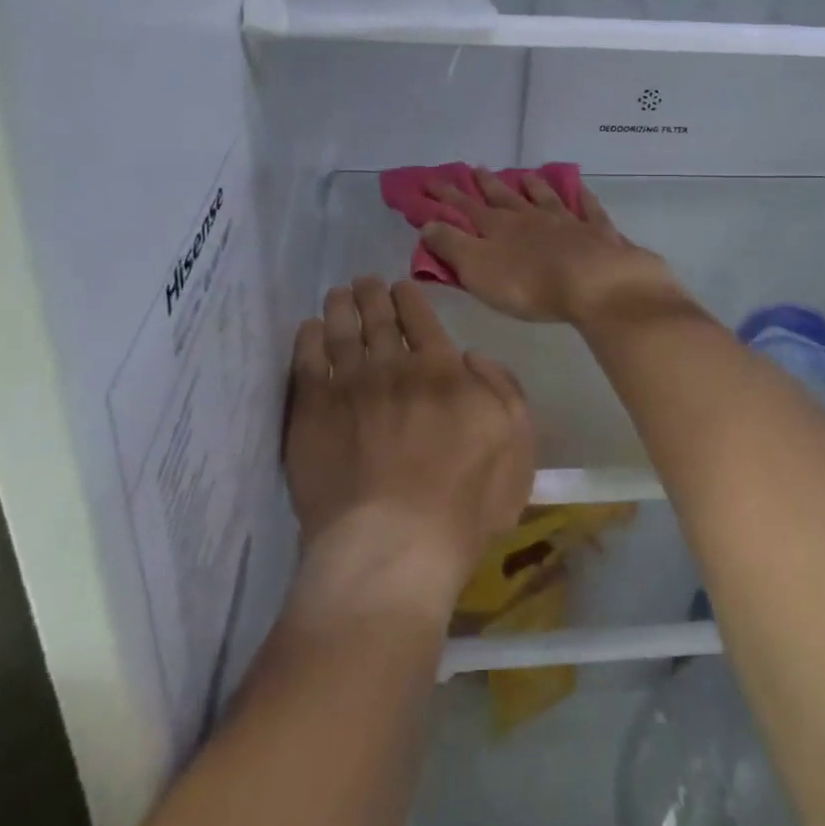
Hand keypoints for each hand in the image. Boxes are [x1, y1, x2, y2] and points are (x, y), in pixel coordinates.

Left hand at [284, 278, 534, 620]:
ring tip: (338, 293)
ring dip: (341, 306)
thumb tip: (473, 355)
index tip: (400, 285)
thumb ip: (504, 389)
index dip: (409, 297)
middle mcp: (392, 366)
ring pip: (342, 329)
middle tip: (364, 280)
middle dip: (372, 293)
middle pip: (379, 317)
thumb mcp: (517, 444)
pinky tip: (309, 329)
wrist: (394, 545)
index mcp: (441, 370)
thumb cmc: (465, 503)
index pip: (422, 319)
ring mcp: (349, 386)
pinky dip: (309, 338)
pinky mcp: (312, 410)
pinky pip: (307, 361)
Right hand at [420, 169, 684, 325]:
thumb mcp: (477, 269)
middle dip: (486, 184)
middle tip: (475, 168)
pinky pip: (588, 210)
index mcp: (498, 227)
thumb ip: (452, 245)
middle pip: (504, 197)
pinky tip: (581, 191)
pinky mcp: (596, 232)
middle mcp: (530, 217)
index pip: (465, 208)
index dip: (446, 196)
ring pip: (545, 198)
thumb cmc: (528, 283)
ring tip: (525, 176)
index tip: (429, 180)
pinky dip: (582, 199)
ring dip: (533, 187)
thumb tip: (428, 223)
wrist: (593, 282)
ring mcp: (566, 221)